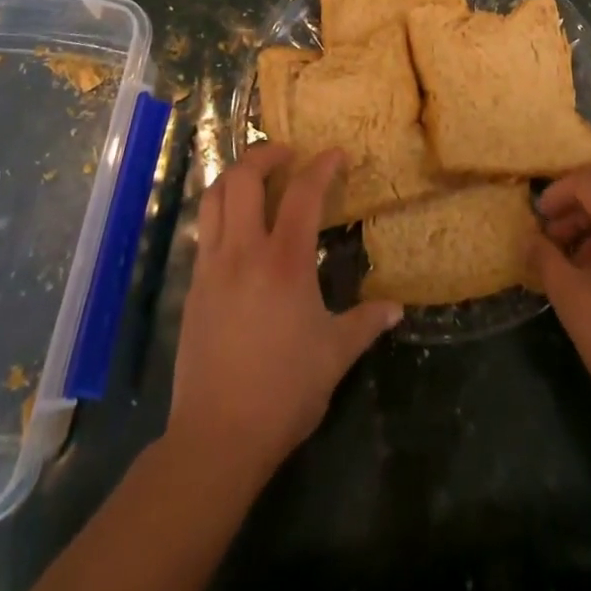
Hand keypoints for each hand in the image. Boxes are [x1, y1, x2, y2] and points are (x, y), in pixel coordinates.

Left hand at [166, 144, 401, 485]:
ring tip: (256, 179)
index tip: (335, 154)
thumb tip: (396, 308)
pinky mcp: (194, 285)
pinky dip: (220, 210)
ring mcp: (212, 266)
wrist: (217, 436)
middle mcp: (244, 251)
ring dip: (234, 175)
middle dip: (264, 154)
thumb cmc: (284, 392)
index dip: (321, 166)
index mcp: (285, 262)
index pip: (303, 194)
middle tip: (286, 155)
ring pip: (213, 196)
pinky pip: (204, 229)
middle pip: (243, 178)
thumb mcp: (334, 356)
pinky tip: (236, 227)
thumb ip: (365, 323)